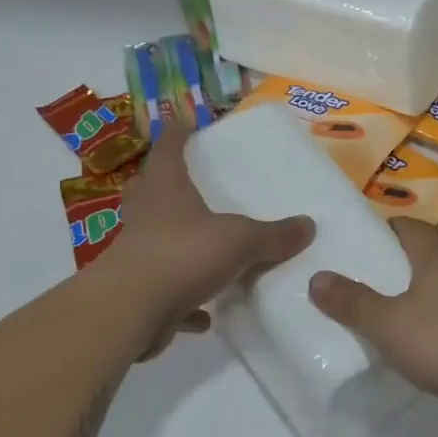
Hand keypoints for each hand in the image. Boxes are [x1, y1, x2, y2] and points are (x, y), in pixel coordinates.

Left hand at [109, 122, 312, 359]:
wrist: (129, 311)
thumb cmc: (183, 254)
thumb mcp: (240, 240)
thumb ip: (274, 235)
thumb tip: (308, 225)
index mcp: (166, 191)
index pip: (168, 150)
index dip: (177, 134)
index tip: (186, 122)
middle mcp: (146, 217)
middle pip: (147, 190)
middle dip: (162, 183)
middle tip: (185, 181)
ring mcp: (136, 255)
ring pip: (153, 239)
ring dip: (174, 241)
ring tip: (201, 244)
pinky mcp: (137, 293)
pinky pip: (164, 291)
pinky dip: (185, 301)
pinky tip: (206, 314)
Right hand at [308, 218, 437, 404]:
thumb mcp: (389, 326)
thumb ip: (352, 303)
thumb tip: (317, 277)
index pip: (408, 226)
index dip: (384, 232)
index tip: (362, 247)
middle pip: (429, 250)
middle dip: (403, 261)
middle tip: (374, 281)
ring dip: (428, 287)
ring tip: (402, 309)